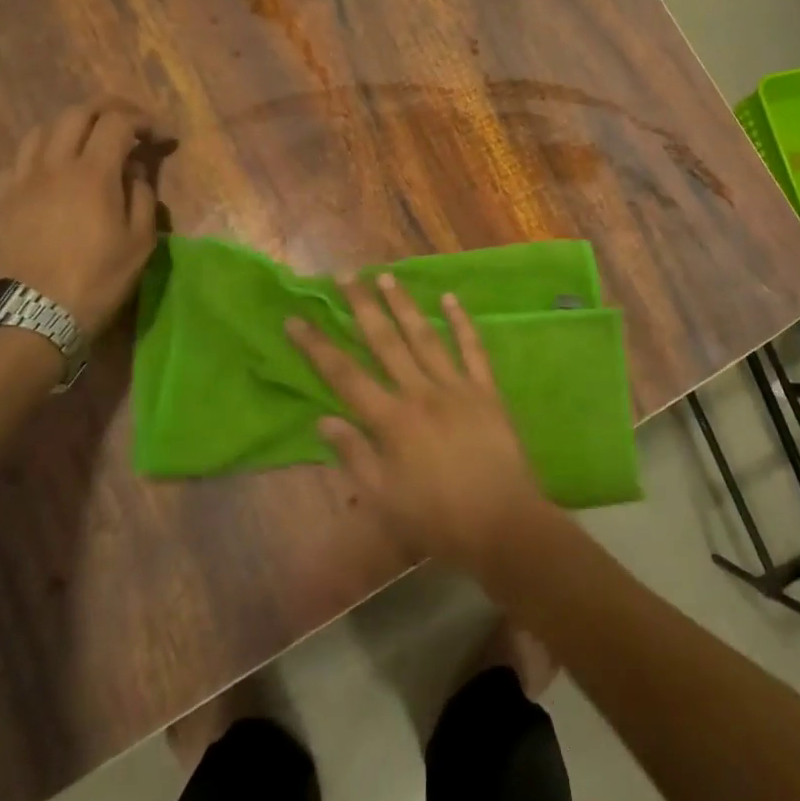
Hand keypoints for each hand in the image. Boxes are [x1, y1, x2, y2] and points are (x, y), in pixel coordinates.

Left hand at [0, 98, 168, 336]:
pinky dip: (42, 153)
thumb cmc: (96, 280)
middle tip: (129, 123)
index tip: (161, 137)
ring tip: (89, 141)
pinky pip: (19, 159)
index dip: (143, 121)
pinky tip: (52, 171)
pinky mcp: (0, 200)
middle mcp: (53, 165)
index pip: (117, 123)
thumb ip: (141, 196)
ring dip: (71, 126)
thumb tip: (134, 170)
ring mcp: (21, 180)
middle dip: (107, 109)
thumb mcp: (140, 242)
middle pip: (76, 113)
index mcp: (92, 173)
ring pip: (41, 129)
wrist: (30, 317)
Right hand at [287, 275, 556, 574]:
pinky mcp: (486, 390)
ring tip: (386, 276)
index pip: (344, 375)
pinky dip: (462, 322)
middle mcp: (421, 393)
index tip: (296, 318)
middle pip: (385, 342)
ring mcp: (457, 386)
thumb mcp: (385, 498)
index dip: (317, 346)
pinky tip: (450, 298)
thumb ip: (354, 456)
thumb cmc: (438, 519)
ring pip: (425, 336)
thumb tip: (323, 420)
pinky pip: (473, 348)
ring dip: (404, 305)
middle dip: (362, 307)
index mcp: (392, 421)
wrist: (502, 524)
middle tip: (345, 276)